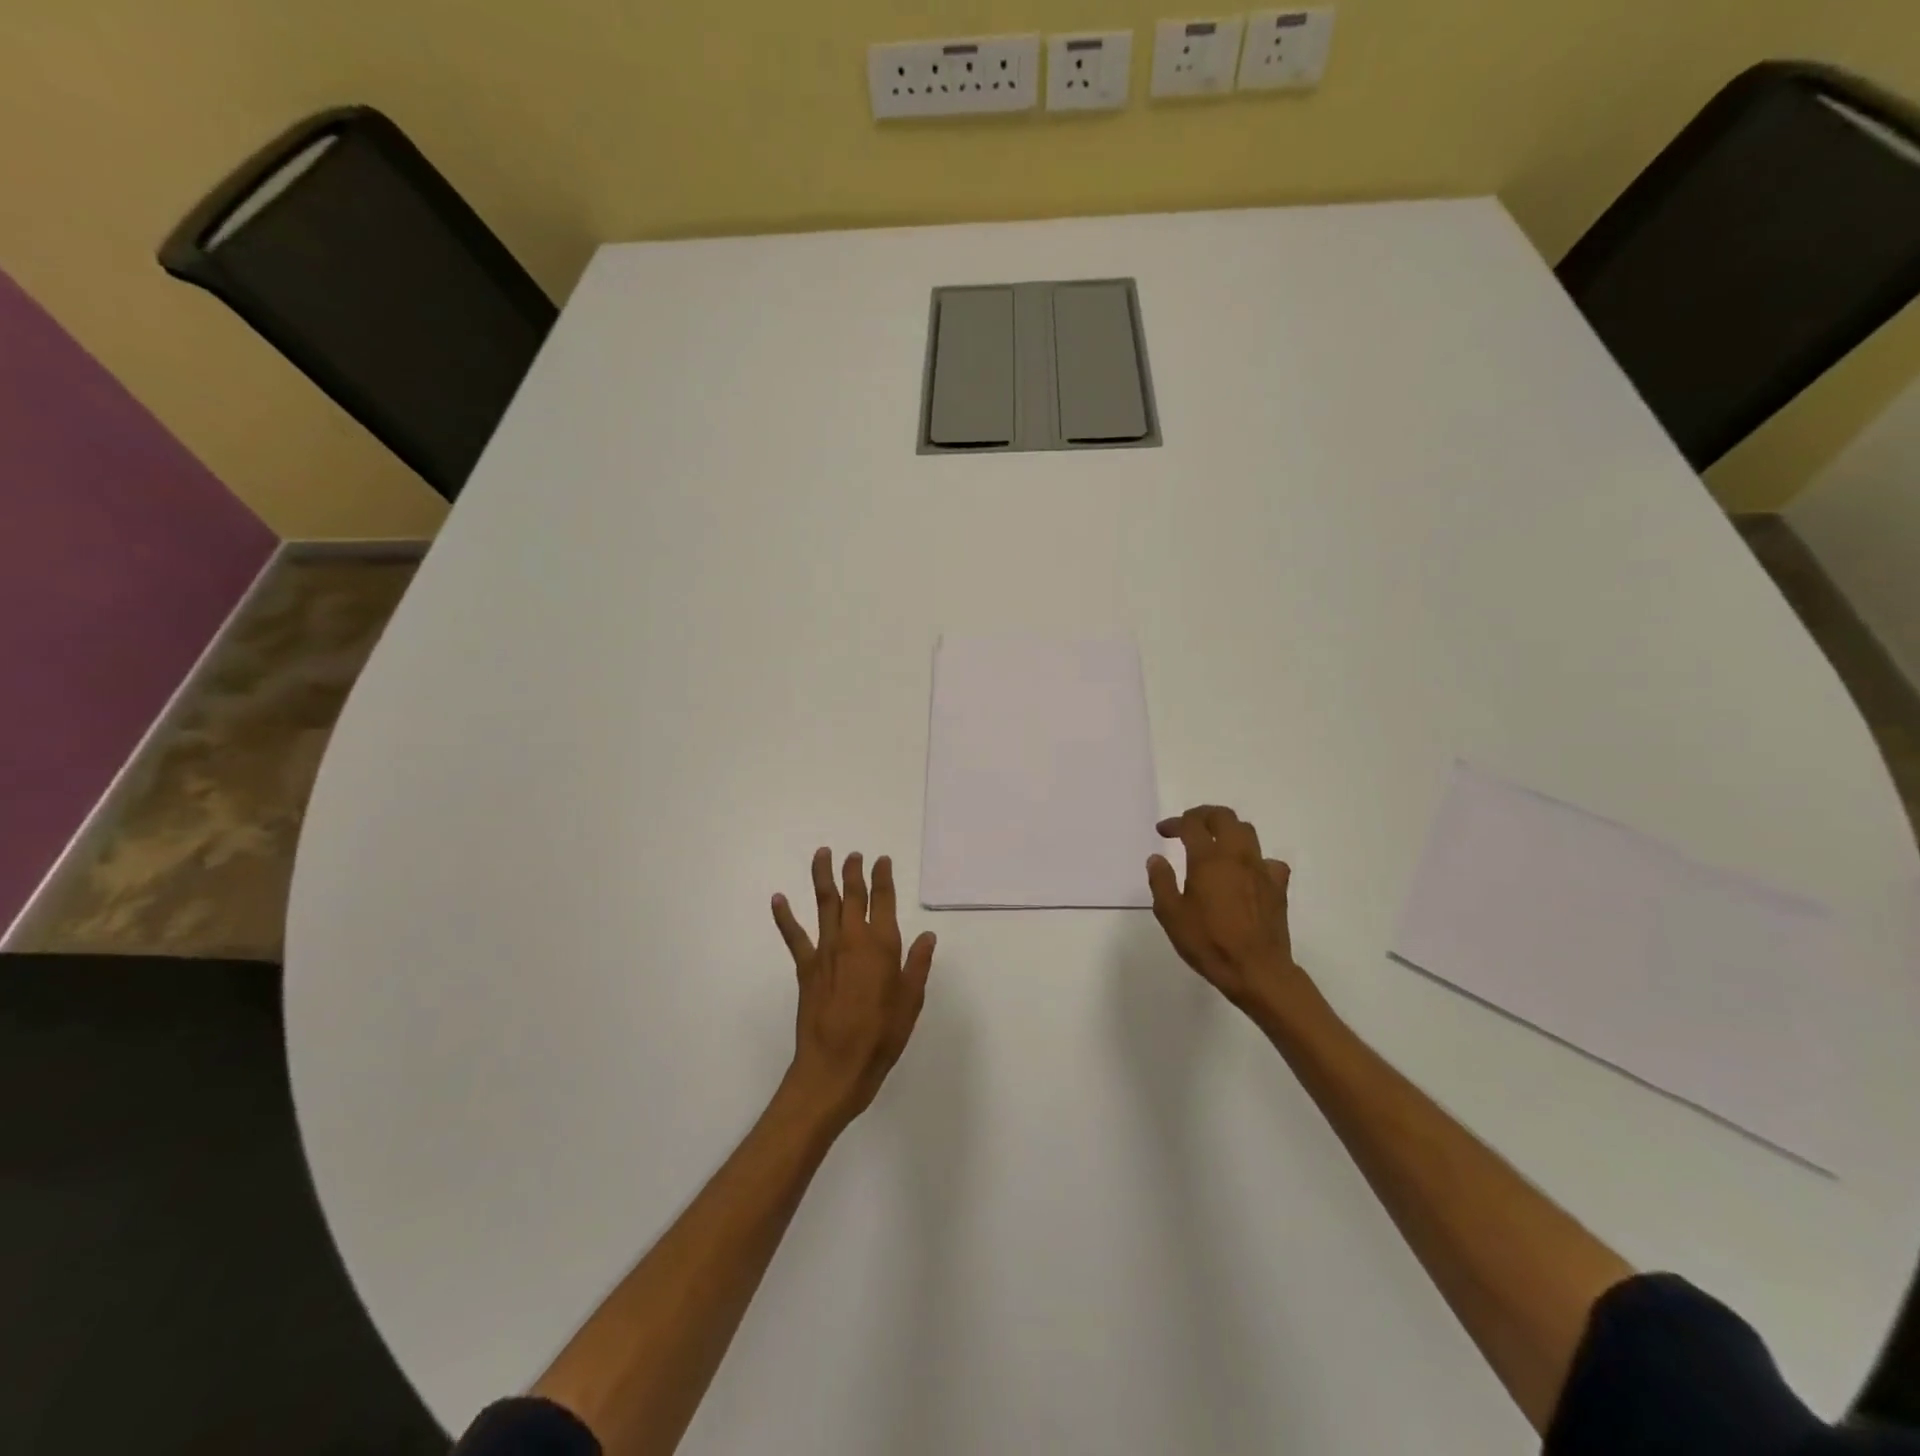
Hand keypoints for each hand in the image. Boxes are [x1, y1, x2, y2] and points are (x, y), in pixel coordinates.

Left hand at [772, 849, 935, 1127]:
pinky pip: (794, 936)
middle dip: (853, 871)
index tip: (881, 860)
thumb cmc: (881, 1036)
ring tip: (822, 854)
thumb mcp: (911, 1001)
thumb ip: (918, 964)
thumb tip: (927, 936)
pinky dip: (784, 916)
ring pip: (824, 904)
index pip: (883, 900)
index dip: (883, 877)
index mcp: (882, 945)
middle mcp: (853, 939)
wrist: (836, 1066)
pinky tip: (778, 899)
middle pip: (852, 895)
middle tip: (854, 854)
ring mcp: (826, 951)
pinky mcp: (806, 967)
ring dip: (823, 877)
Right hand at [1147, 805, 1308, 1011]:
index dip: (1175, 823)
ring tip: (1215, 843)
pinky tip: (1247, 873)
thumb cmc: (1208, 942)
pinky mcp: (1278, 886)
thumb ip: (1161, 882)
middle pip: (1224, 817)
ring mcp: (1261, 869)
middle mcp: (1236, 856)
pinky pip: (1269, 861)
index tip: (1163, 832)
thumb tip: (1156, 859)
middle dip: (1204, 815)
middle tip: (1190, 826)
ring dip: (1228, 830)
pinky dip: (1254, 860)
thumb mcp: (1171, 915)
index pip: (1192, 825)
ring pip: (1247, 832)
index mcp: (1208, 859)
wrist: (1256, 970)